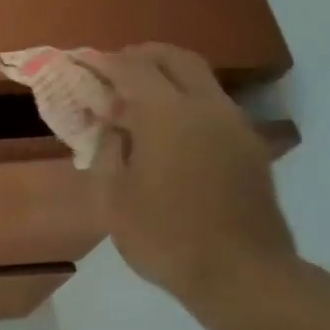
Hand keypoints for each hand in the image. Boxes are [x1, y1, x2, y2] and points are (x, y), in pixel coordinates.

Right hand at [85, 44, 297, 310]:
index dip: (102, 62)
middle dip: (141, 56)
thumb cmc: (164, 236)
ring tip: (136, 103)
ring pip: (199, 79)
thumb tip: (113, 126)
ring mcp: (234, 125)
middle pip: (175, 58)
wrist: (241, 273)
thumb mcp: (114, 197)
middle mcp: (206, 107)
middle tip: (112, 71)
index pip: (131, 68)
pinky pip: (212, 105)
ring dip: (166, 78)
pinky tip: (167, 132)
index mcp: (167, 115)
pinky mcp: (249, 146)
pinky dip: (185, 101)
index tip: (80, 63)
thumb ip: (109, 151)